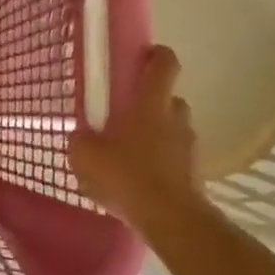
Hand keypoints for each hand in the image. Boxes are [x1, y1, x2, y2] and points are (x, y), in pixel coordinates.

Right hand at [68, 45, 204, 228]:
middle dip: (149, 103)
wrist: (170, 218)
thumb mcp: (85, 156)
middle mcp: (176, 117)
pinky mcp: (194, 171)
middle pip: (168, 98)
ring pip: (172, 129)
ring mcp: (189, 145)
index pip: (165, 63)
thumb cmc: (127, 176)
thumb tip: (80, 135)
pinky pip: (175, 157)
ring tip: (130, 155)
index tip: (140, 59)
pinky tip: (140, 181)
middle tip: (125, 117)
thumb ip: (80, 140)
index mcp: (151, 103)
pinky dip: (161, 162)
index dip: (156, 55)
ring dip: (156, 135)